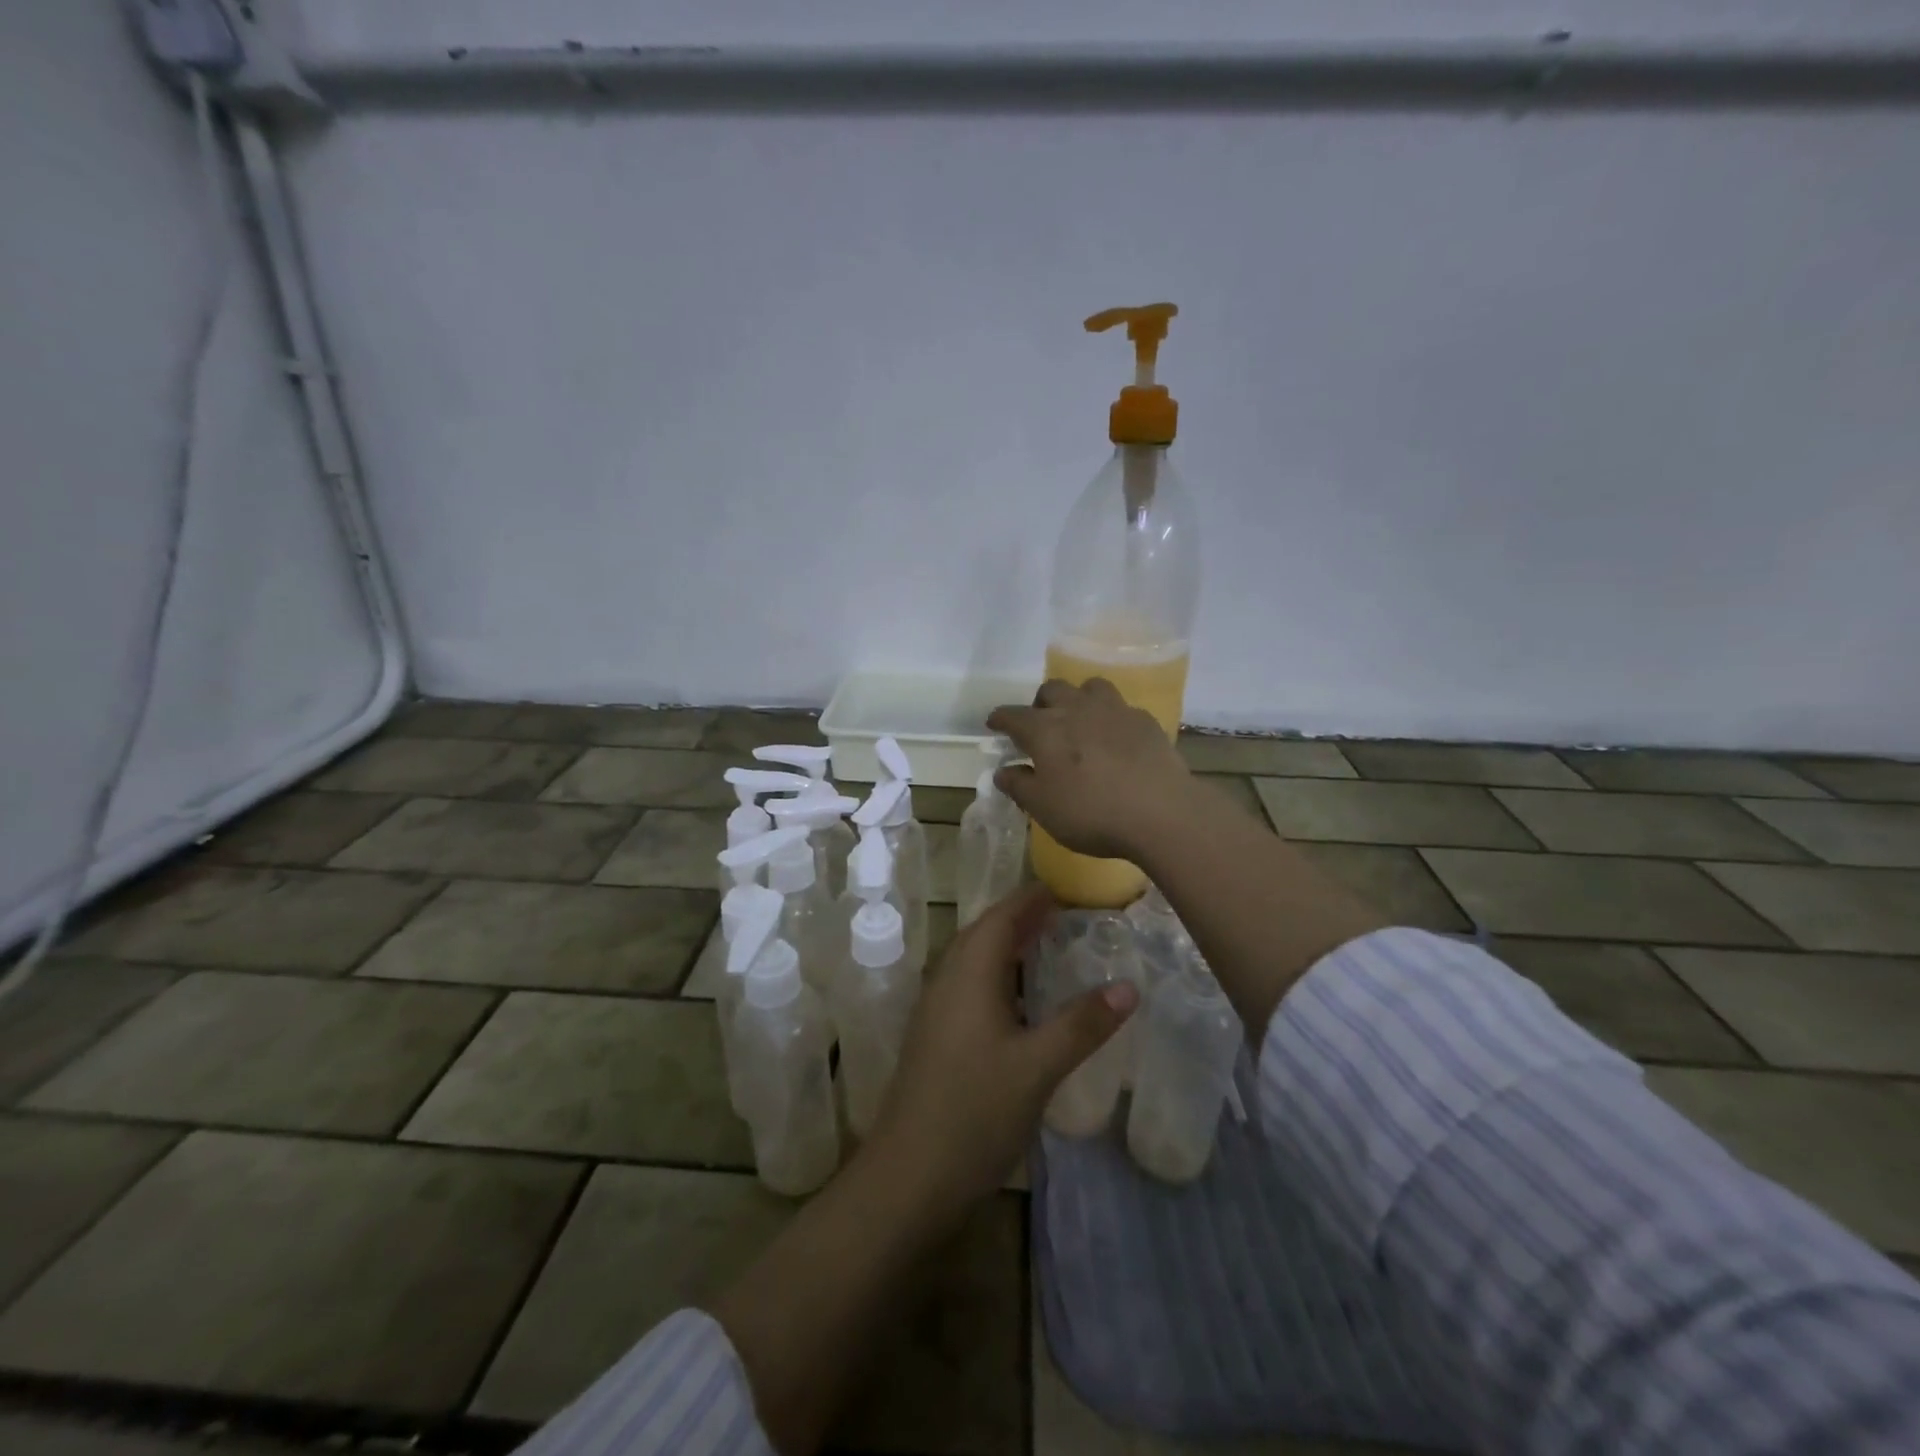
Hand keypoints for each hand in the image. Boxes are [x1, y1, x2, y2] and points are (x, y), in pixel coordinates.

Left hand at [864, 884, 1137, 1215]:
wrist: (909, 1176)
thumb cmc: (974, 1112)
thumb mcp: (1038, 1067)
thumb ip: (1083, 1024)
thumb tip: (1129, 985)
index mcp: (969, 973)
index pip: (1002, 916)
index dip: (1032, 899)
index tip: (1066, 889)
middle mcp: (947, 980)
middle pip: (984, 933)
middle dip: (1021, 918)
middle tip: (1065, 915)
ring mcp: (936, 1010)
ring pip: (974, 961)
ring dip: (1008, 947)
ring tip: (1048, 948)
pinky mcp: (935, 1037)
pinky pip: (969, 986)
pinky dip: (998, 977)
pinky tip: (1021, 1002)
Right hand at [987, 678, 1193, 859]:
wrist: (1161, 812)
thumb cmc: (1091, 812)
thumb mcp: (1043, 809)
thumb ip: (1019, 786)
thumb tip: (1002, 771)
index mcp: (1045, 729)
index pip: (1013, 715)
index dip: (1000, 719)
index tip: (994, 724)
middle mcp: (1077, 709)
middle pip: (1052, 689)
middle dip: (1040, 704)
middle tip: (1040, 726)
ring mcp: (1115, 710)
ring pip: (1090, 687)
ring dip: (1079, 699)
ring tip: (1080, 722)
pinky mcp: (1145, 721)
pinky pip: (1121, 708)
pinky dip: (1111, 718)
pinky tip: (1116, 739)